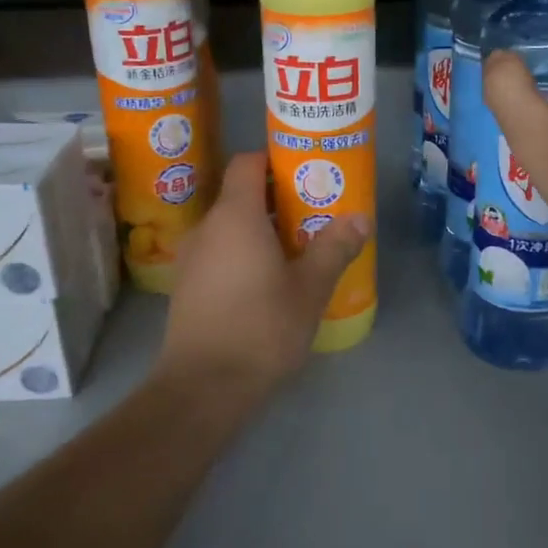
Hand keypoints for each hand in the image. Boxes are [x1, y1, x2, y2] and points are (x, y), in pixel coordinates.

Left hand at [156, 153, 369, 399]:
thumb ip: (334, 248)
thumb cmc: (261, 328)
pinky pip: (219, 252)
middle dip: (278, 199)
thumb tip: (361, 218)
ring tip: (297, 248)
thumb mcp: (310, 288)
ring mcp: (191, 258)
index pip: (247, 163)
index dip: (275, 160)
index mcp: (235, 216)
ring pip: (230, 227)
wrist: (203, 387)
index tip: (306, 172)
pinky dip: (243, 253)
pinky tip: (268, 281)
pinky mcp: (186, 286)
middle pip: (241, 195)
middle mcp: (207, 228)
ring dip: (261, 229)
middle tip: (315, 213)